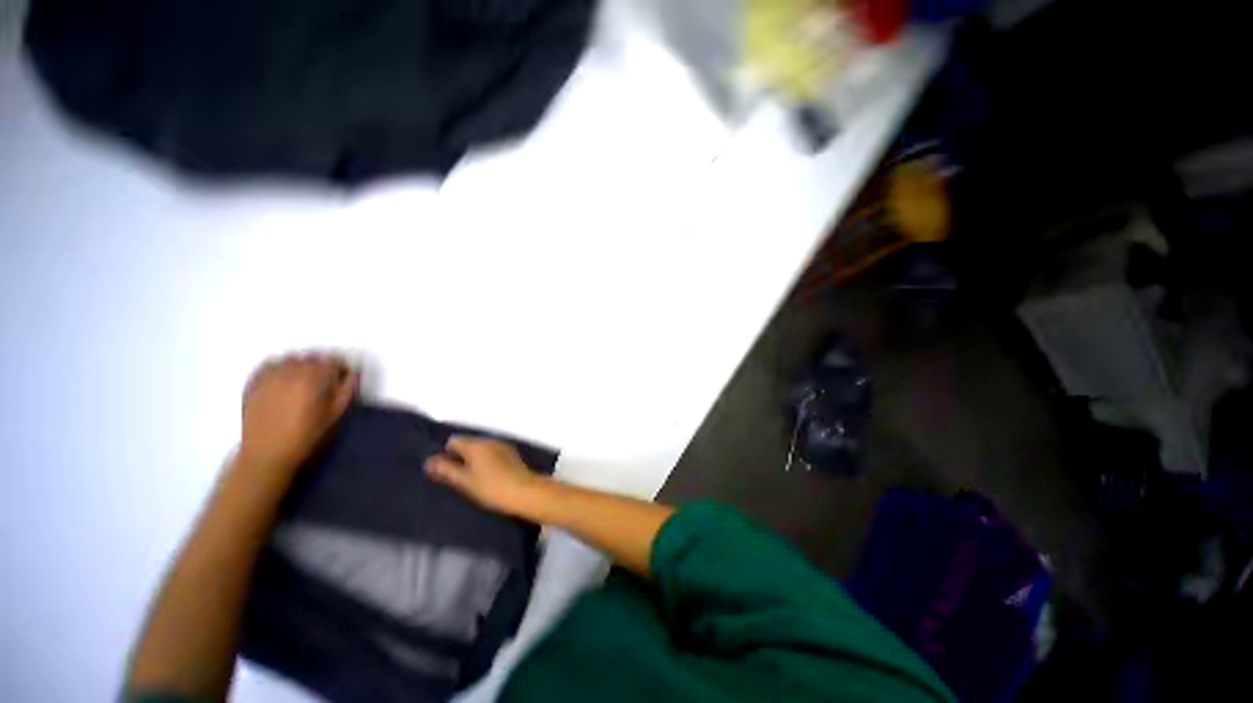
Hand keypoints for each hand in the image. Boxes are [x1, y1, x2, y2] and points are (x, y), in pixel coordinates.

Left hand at [238, 353, 356, 474]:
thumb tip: (353, 373)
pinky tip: (283, 380)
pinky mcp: (253, 382)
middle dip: (321, 365)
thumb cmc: (307, 436)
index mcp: (314, 378)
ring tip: (303, 382)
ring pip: (291, 358)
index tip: (342, 379)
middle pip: (312, 356)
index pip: (334, 360)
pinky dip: (280, 367)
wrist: (267, 453)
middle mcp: (291, 371)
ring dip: (301, 365)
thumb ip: (348, 389)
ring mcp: (269, 375)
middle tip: (324, 382)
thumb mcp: (336, 414)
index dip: (341, 368)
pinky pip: (270, 364)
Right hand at [425, 437, 548, 515]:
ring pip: (481, 449)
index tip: (445, 471)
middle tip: (457, 478)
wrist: (525, 492)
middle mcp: (489, 440)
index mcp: (475, 445)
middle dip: (461, 457)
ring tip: (472, 480)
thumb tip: (429, 461)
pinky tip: (488, 478)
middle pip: (468, 444)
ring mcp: (502, 446)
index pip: (454, 441)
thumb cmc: (491, 487)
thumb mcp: (464, 482)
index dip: (446, 454)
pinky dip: (487, 462)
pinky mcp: (512, 455)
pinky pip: (493, 454)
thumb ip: (446, 470)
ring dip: (475, 460)